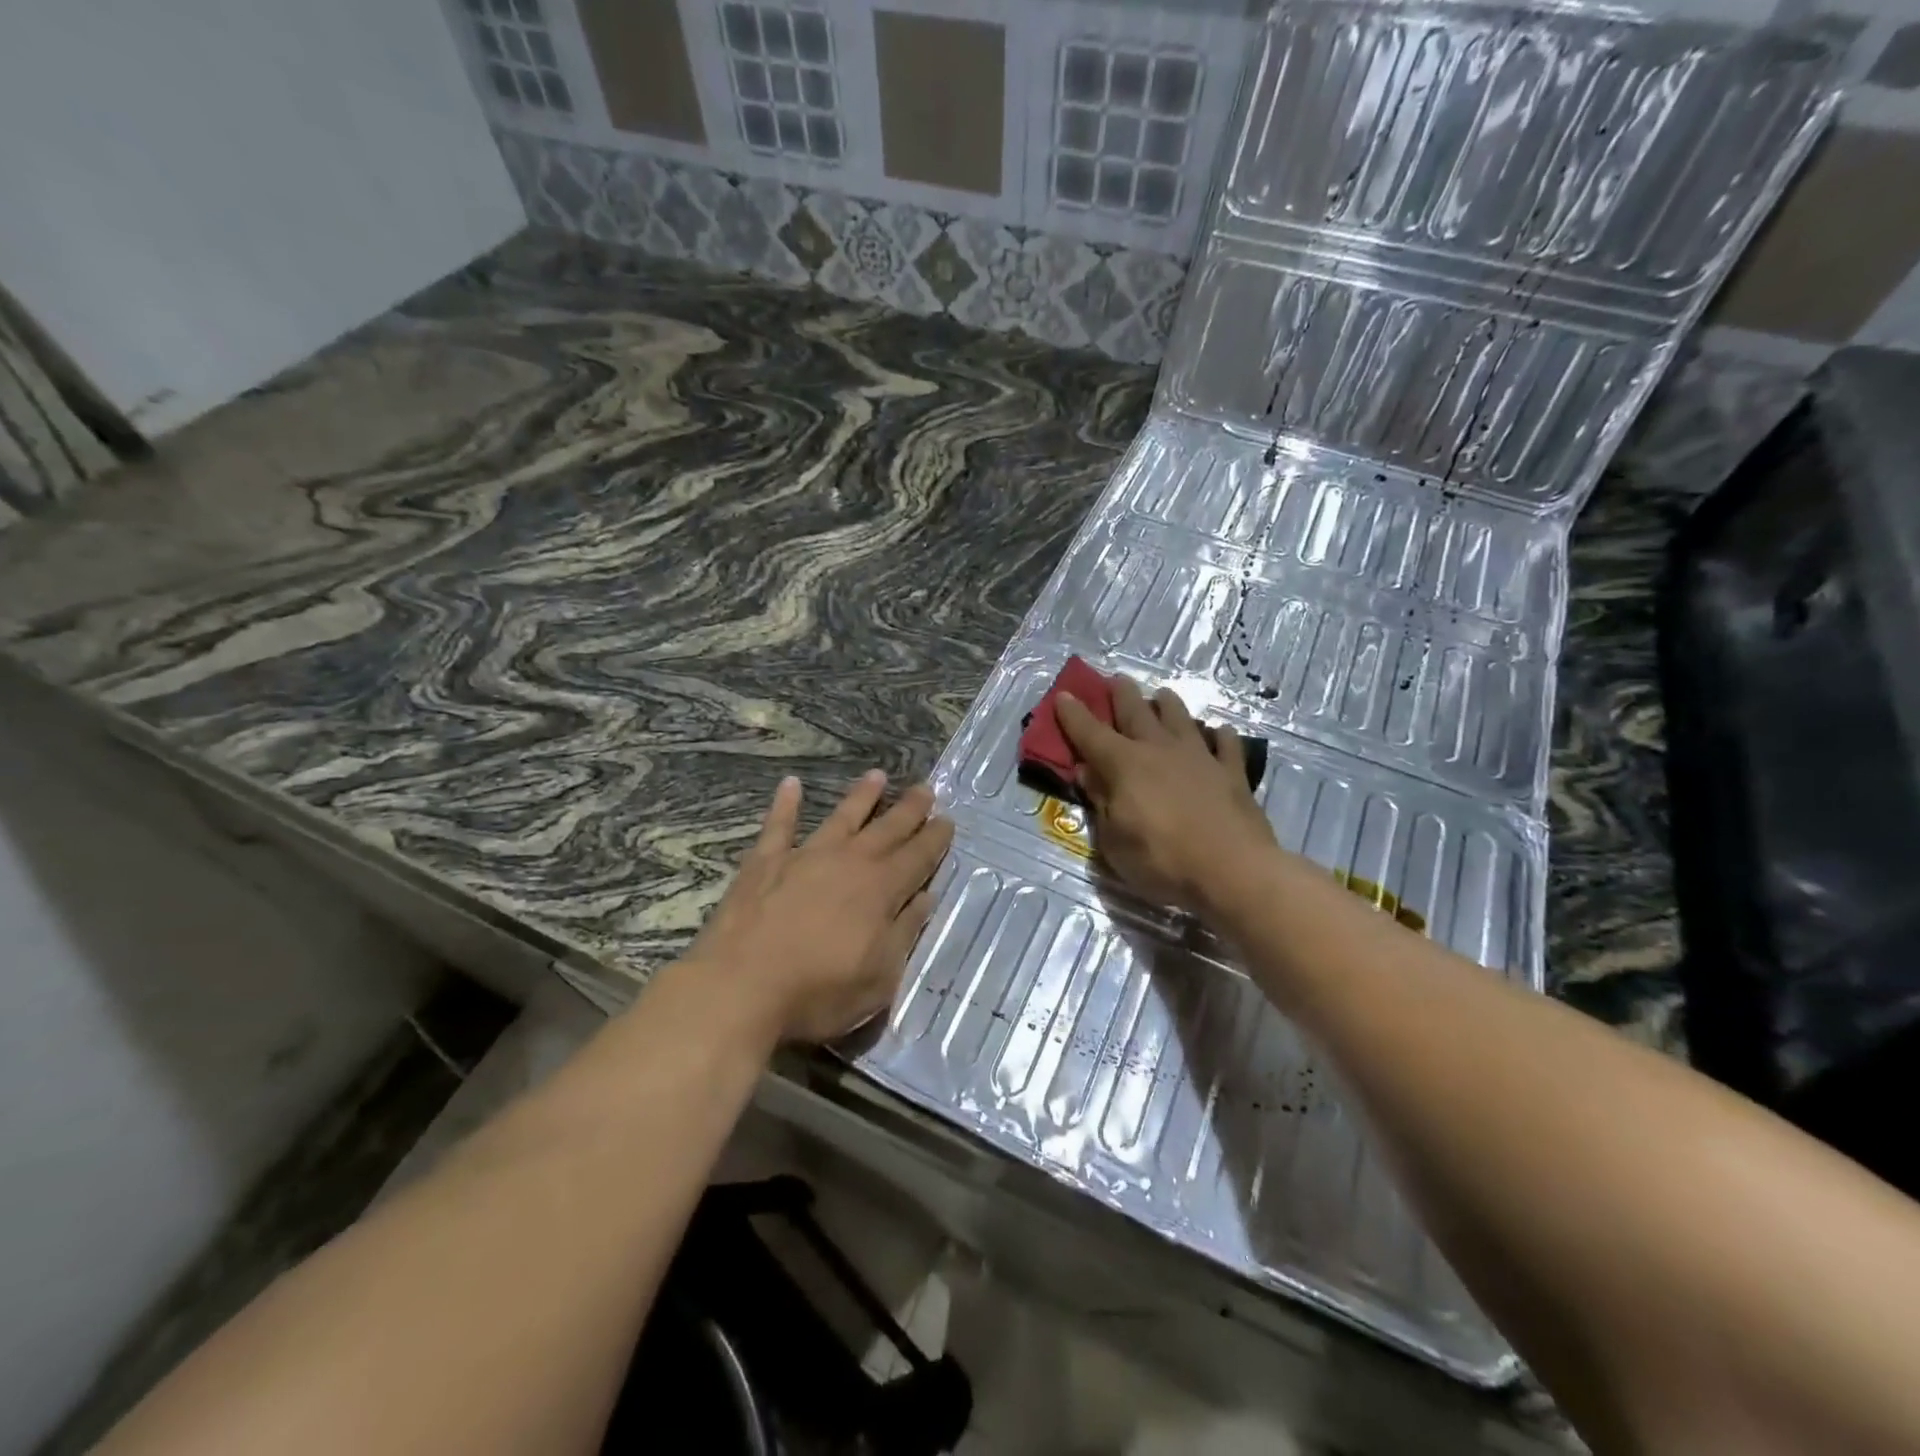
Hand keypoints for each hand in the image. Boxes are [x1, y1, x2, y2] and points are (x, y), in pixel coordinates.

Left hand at [686, 770, 952, 1042]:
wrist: (741, 988)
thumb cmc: (818, 992)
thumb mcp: (879, 978)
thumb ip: (904, 932)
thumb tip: (925, 898)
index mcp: (881, 890)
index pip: (918, 857)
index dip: (935, 839)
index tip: (948, 820)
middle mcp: (849, 862)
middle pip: (887, 829)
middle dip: (909, 809)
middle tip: (926, 789)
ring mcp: (805, 857)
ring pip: (841, 817)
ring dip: (861, 796)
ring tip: (877, 775)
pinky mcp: (765, 862)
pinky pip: (779, 825)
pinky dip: (785, 804)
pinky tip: (790, 784)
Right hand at [1056, 677, 1275, 915]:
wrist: (1233, 870)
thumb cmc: (1163, 860)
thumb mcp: (1114, 842)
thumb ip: (1101, 803)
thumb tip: (1088, 772)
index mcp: (1124, 764)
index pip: (1090, 732)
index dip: (1074, 714)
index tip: (1063, 695)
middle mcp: (1159, 749)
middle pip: (1136, 711)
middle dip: (1121, 693)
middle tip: (1115, 679)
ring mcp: (1199, 756)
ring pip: (1180, 718)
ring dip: (1167, 704)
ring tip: (1162, 695)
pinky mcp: (1232, 772)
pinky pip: (1226, 744)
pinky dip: (1220, 736)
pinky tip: (1219, 732)